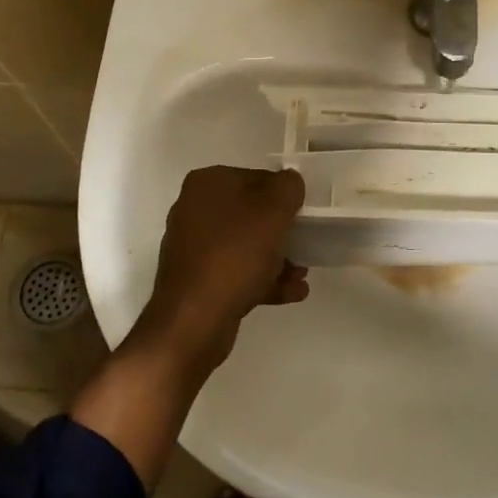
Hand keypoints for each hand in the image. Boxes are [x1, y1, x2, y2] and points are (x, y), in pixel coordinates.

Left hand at [135, 165, 308, 375]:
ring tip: (301, 275)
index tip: (303, 215)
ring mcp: (192, 247)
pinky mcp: (196, 280)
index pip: (256, 178)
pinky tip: (291, 293)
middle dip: (281, 231)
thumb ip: (287, 188)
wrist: (194, 319)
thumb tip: (289, 181)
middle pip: (250, 213)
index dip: (283, 195)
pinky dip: (262, 279)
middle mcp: (194, 210)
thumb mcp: (273, 212)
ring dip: (276, 258)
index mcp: (206, 184)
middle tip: (305, 246)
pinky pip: (236, 272)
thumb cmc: (235, 255)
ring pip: (244, 245)